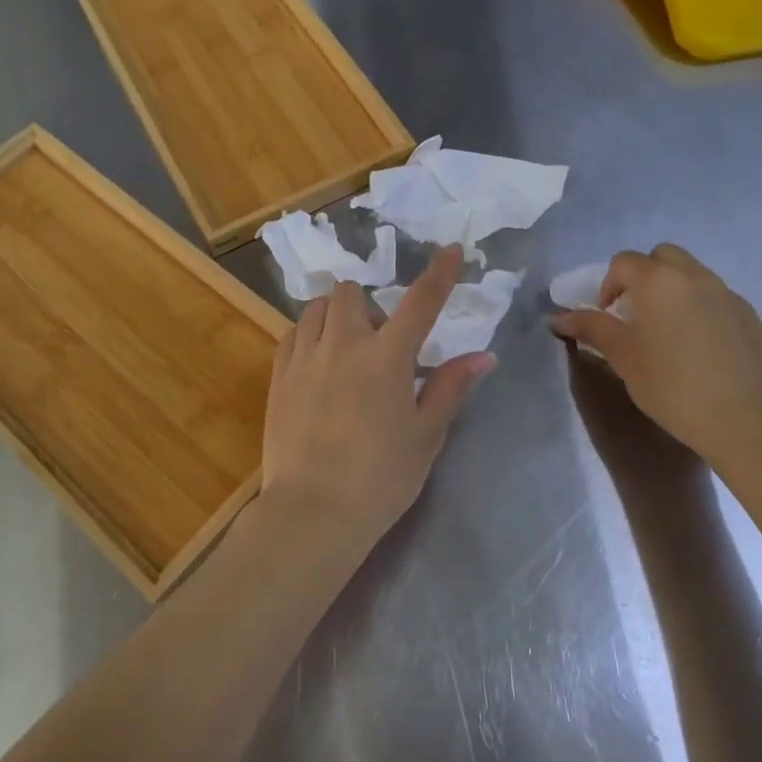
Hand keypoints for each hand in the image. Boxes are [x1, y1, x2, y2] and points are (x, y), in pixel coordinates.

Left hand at [261, 245, 495, 544]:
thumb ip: (449, 388)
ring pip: (315, 309)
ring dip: (334, 316)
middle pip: (349, 293)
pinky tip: (316, 363)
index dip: (439, 274)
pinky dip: (308, 336)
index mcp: (386, 358)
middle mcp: (342, 346)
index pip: (420, 303)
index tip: (451, 250)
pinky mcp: (278, 378)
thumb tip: (482, 356)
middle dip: (366, 304)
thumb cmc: (381, 478)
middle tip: (377, 342)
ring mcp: (304, 359)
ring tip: (344, 349)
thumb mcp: (425, 435)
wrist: (313, 511)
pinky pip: (291, 335)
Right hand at [552, 245, 761, 463]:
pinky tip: (700, 348)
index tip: (607, 315)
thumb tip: (558, 317)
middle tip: (637, 312)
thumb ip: (591, 328)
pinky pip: (717, 299)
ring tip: (669, 331)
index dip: (608, 285)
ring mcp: (727, 294)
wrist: (739, 418)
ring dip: (674, 290)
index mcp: (658, 280)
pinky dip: (701, 309)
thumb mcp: (622, 355)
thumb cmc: (669, 383)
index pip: (623, 262)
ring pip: (693, 275)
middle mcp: (695, 276)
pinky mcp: (750, 317)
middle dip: (644, 276)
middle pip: (662, 257)